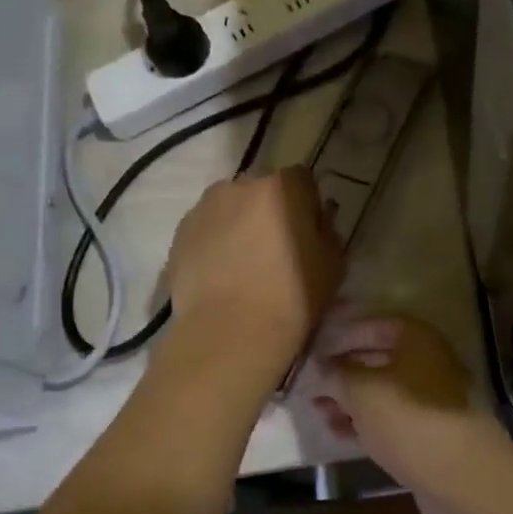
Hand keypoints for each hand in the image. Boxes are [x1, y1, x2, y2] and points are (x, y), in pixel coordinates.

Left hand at [165, 167, 343, 364]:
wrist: (230, 333)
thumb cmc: (292, 297)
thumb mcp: (333, 264)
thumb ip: (327, 230)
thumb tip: (316, 220)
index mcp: (282, 187)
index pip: (301, 180)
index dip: (307, 204)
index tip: (308, 232)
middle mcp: (239, 186)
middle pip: (262, 190)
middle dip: (270, 210)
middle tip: (275, 249)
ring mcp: (204, 208)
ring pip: (229, 207)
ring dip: (239, 223)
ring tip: (243, 263)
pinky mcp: (180, 233)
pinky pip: (206, 228)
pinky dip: (214, 242)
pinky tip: (220, 274)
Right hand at [307, 315, 512, 513]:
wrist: (463, 479)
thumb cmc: (409, 420)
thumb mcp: (362, 391)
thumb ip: (337, 374)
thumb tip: (320, 365)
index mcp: (418, 340)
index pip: (377, 324)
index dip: (345, 333)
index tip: (316, 346)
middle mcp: (429, 364)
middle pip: (379, 359)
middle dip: (344, 370)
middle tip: (311, 381)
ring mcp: (432, 401)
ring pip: (383, 393)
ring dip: (350, 400)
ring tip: (317, 409)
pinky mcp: (430, 435)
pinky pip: (391, 420)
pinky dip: (365, 423)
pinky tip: (336, 432)